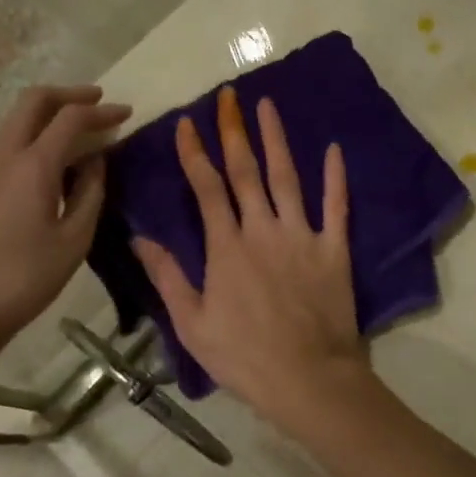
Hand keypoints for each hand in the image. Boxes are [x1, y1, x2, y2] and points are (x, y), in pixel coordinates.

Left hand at [0, 84, 130, 347]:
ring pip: (15, 123)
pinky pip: (5, 148)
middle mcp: (2, 155)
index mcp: (32, 165)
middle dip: (68, 94)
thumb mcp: (74, 240)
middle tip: (96, 101)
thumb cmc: (24, 279)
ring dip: (47, 118)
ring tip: (78, 137)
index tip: (126, 113)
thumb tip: (95, 161)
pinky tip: (48, 170)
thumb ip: (90, 192)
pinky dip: (32, 141)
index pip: (71, 118)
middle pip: (33, 101)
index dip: (102, 111)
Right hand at [132, 87, 375, 438]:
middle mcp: (262, 230)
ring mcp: (302, 236)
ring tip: (267, 105)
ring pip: (287, 178)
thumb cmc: (244, 356)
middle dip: (234, 131)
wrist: (309, 380)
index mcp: (227, 247)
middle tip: (229, 96)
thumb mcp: (192, 324)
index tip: (186, 123)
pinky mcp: (334, 250)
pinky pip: (336, 207)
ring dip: (276, 140)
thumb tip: (139, 238)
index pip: (207, 188)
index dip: (194, 153)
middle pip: (245, 171)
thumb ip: (168, 276)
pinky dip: (335, 177)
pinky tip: (333, 149)